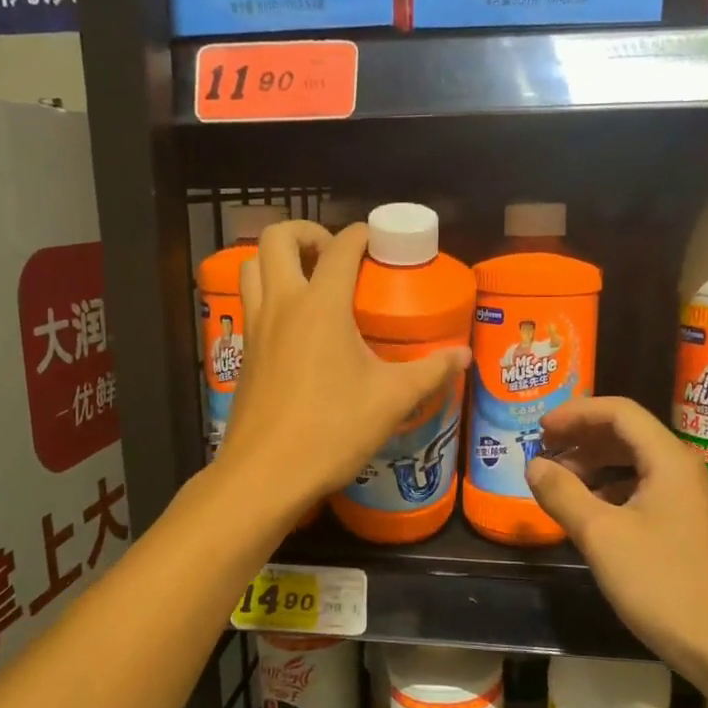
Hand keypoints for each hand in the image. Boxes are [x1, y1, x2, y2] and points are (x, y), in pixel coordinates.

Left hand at [225, 220, 469, 513]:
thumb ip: (431, 371)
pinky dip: (268, 293)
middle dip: (307, 232)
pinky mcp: (244, 354)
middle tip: (334, 254)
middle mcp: (281, 305)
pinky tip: (296, 327)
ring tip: (309, 279)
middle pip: (278, 238)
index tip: (380, 241)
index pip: (340, 248)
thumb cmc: (331, 430)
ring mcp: (256, 328)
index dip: (362, 234)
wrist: (266, 474)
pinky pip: (250, 303)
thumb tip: (464, 355)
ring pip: (252, 267)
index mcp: (320, 306)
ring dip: (278, 259)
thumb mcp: (392, 400)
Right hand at [524, 397, 707, 680]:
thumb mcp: (601, 536)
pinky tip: (587, 510)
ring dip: (593, 463)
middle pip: (627, 433)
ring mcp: (686, 498)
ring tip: (558, 480)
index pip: (619, 411)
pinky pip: (641, 489)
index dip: (576, 413)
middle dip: (582, 436)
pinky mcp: (684, 525)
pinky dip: (609, 489)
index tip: (539, 429)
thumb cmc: (662, 583)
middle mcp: (681, 469)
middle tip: (543, 450)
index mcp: (668, 459)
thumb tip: (534, 465)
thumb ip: (563, 493)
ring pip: (634, 462)